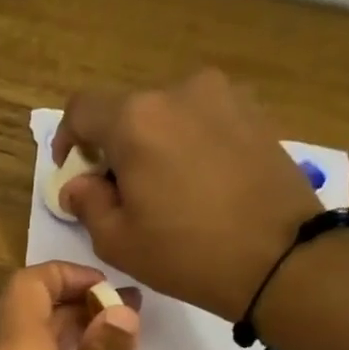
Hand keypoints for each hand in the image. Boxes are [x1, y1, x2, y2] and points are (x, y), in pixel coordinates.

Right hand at [51, 68, 323, 320]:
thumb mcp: (117, 240)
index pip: (82, 109)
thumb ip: (87, 203)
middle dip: (113, 147)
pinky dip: (188, 145)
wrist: (281, 257)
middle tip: (118, 192)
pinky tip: (198, 185)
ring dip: (153, 145)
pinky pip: (203, 121)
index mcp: (136, 120)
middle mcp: (179, 92)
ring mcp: (223, 97)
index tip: (71, 169)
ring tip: (163, 191)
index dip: (67, 137)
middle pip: (127, 111)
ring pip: (167, 115)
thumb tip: (78, 184)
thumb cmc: (186, 252)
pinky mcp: (255, 112)